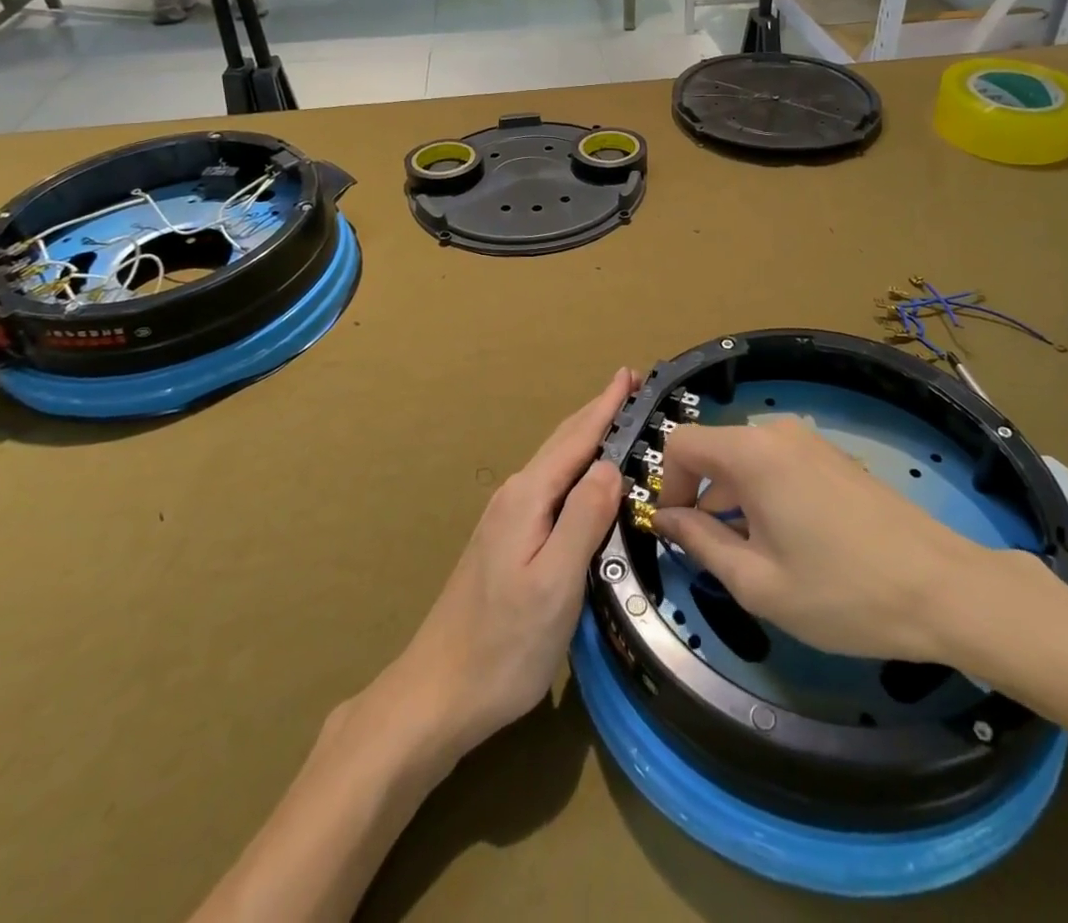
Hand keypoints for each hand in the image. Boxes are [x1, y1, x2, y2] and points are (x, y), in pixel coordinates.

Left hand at [386, 368, 633, 756]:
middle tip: (630, 386)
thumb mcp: (555, 583)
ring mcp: (506, 520)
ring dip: (586, 437)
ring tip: (616, 421)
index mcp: (528, 499)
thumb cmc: (504, 645)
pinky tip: (585, 479)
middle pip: (563, 443)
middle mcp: (515, 498)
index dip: (605, 406)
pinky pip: (550, 487)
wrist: (437, 695)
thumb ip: (584, 519)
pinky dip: (575, 468)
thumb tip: (610, 464)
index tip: (631, 374)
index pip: (576, 439)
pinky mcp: (506, 542)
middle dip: (597, 412)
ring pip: (555, 465)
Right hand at [650, 416, 1055, 677]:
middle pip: (715, 451)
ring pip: (746, 461)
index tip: (677, 530)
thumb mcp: (758, 582)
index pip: (681, 443)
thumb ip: (700, 542)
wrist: (942, 589)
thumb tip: (667, 518)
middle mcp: (778, 433)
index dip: (666, 484)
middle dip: (702, 498)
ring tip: (755, 559)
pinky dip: (764, 497)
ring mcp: (811, 443)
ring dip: (734, 502)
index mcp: (752, 453)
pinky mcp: (833, 458)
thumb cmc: (842, 592)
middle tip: (715, 557)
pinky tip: (789, 545)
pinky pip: (778, 466)